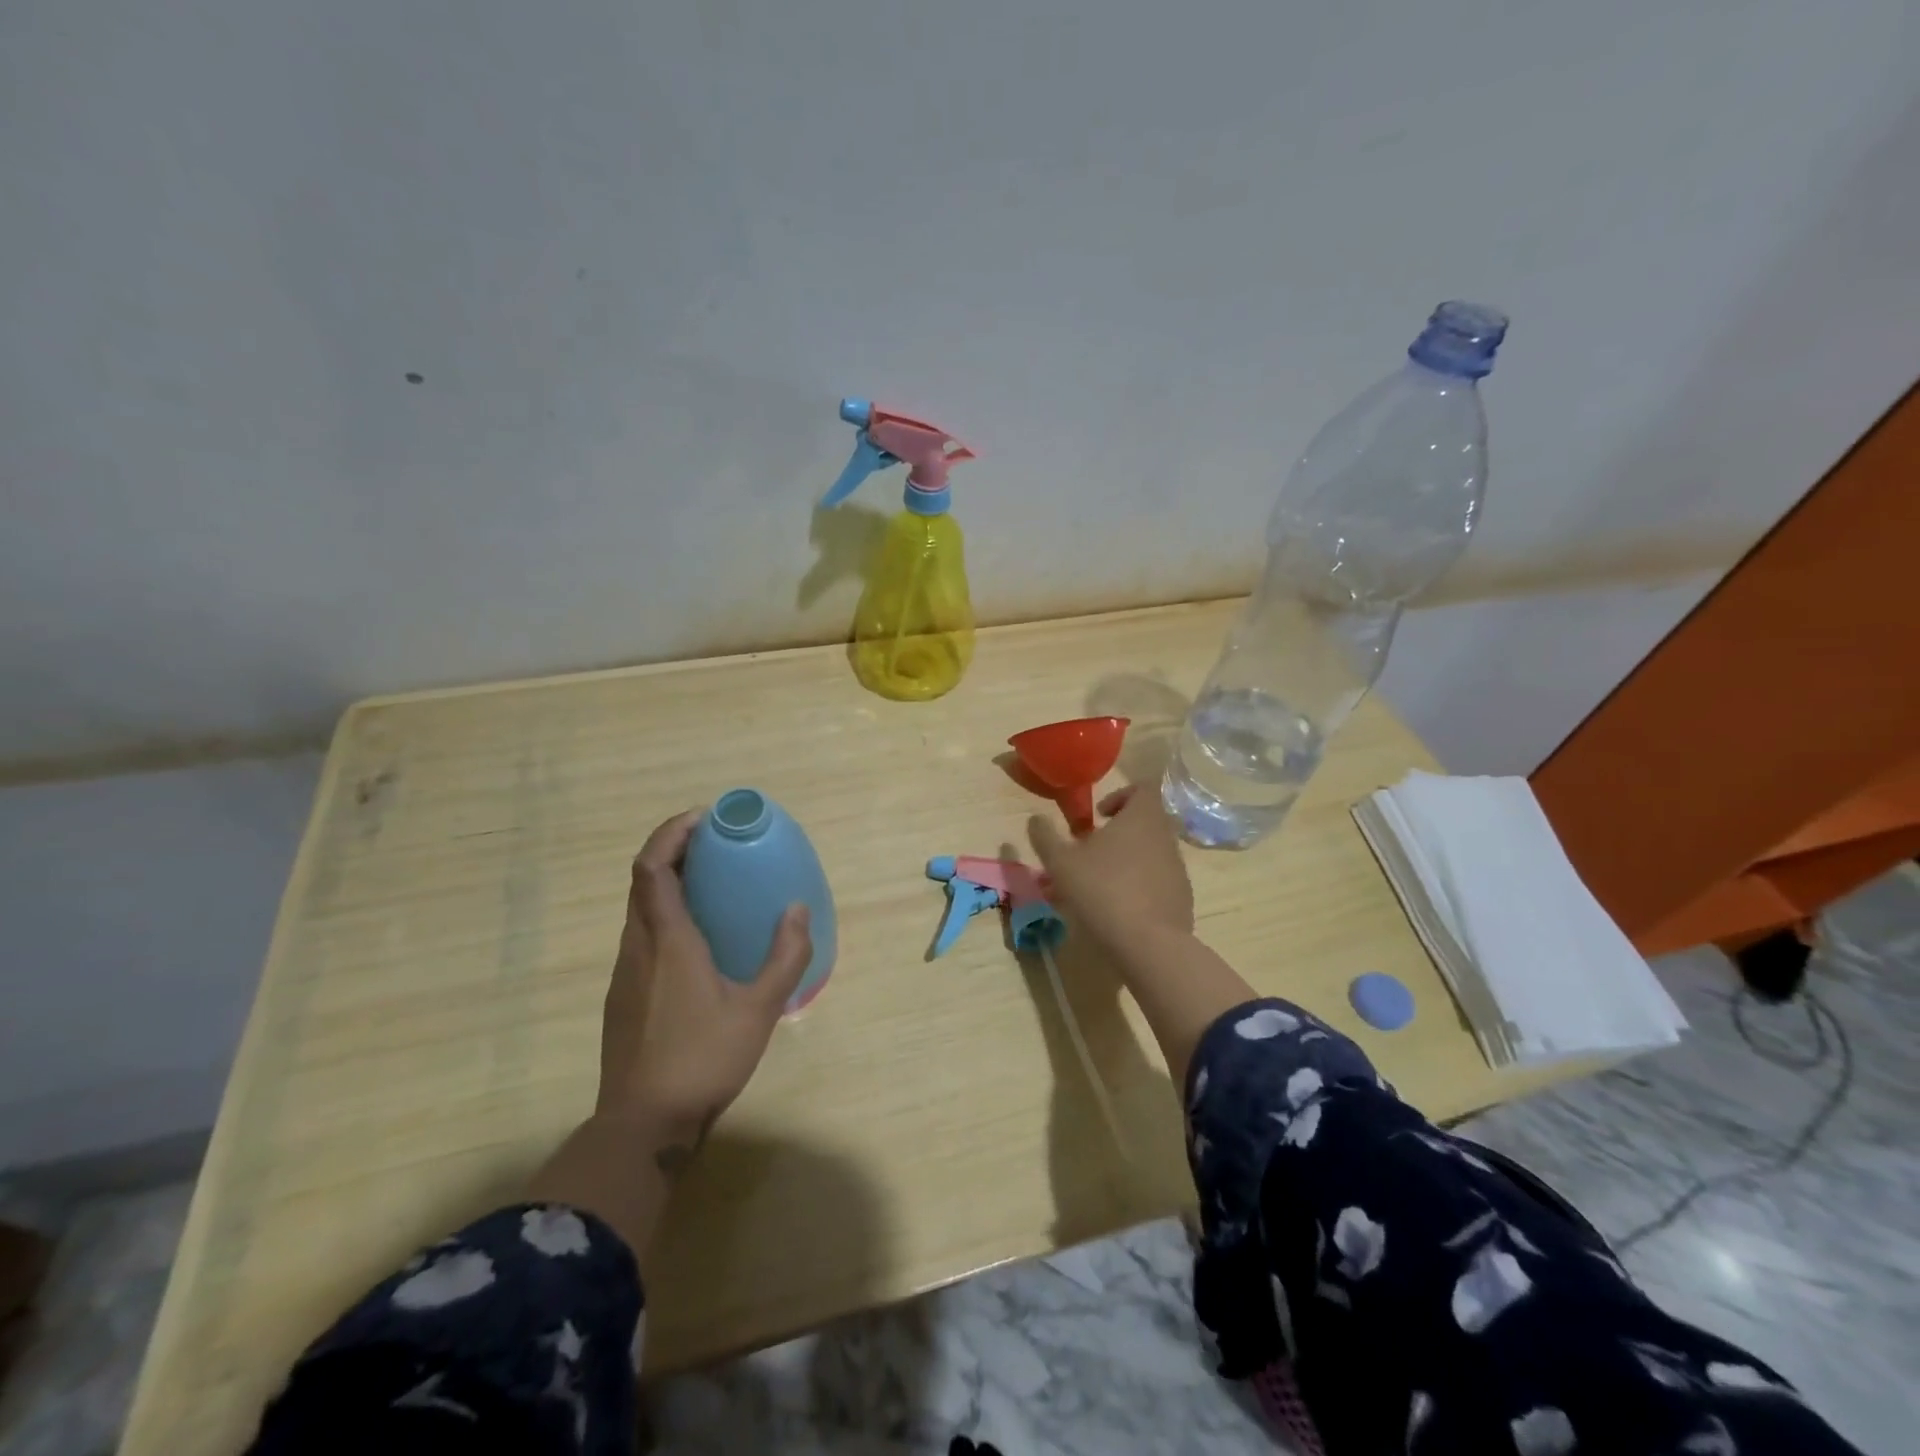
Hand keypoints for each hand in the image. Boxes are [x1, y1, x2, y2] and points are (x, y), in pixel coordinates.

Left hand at [597, 809, 812, 1159]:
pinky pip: (641, 937)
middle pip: (642, 881)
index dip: (671, 833)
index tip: (702, 819)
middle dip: (673, 852)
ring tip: (711, 886)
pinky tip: (697, 942)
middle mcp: (637, 947)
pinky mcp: (622, 996)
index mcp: (667, 940)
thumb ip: (784, 957)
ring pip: (639, 910)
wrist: (642, 1126)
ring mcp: (625, 973)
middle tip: (715, 846)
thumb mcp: (758, 1009)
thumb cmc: (702, 1059)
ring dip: (668, 884)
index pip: (652, 867)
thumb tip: (796, 909)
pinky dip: (664, 916)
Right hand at [1026, 785, 1193, 951]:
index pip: (1143, 788)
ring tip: (1098, 884)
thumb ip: (1045, 837)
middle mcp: (1165, 836)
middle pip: (1145, 822)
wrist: (1148, 944)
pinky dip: (1140, 886)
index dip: (1120, 796)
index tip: (1099, 816)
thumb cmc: (1102, 890)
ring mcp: (1177, 868)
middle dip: (1118, 833)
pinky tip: (1118, 908)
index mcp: (1141, 817)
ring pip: (1150, 853)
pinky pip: (1158, 880)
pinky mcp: (1182, 897)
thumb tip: (1036, 819)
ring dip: (1126, 860)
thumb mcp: (1060, 863)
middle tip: (1090, 852)